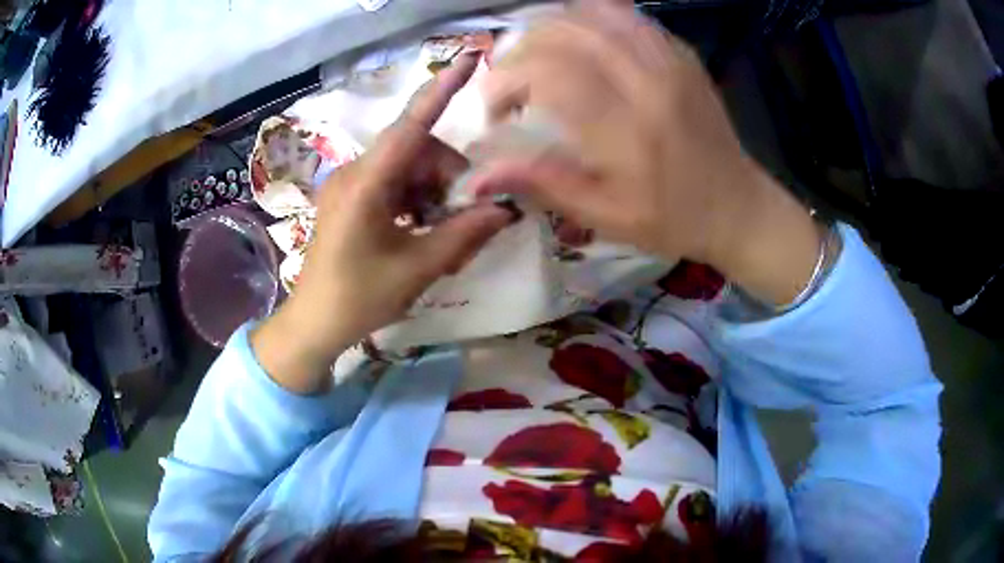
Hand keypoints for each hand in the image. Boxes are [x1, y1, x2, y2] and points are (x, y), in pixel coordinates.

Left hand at [252, 52, 514, 393]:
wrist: (315, 323)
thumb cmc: (360, 298)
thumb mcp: (418, 268)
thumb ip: (464, 234)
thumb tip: (506, 209)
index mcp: (366, 184)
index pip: (411, 126)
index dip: (441, 91)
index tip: (469, 59)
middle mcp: (356, 172)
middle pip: (418, 150)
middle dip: (449, 178)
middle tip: (466, 219)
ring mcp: (351, 183)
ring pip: (409, 168)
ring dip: (434, 194)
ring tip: (442, 236)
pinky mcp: (352, 197)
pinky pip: (395, 183)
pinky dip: (417, 201)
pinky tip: (420, 232)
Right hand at [470, 1, 820, 303]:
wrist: (738, 207)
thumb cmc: (672, 219)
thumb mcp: (606, 216)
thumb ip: (543, 186)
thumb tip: (478, 178)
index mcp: (626, 128)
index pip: (547, 73)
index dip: (505, 80)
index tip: (495, 108)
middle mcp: (647, 81)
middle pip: (564, 32)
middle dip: (522, 50)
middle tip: (513, 81)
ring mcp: (668, 60)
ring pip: (592, 12)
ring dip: (552, 28)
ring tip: (540, 57)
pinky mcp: (681, 54)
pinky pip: (626, 14)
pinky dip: (590, 17)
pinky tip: (580, 40)